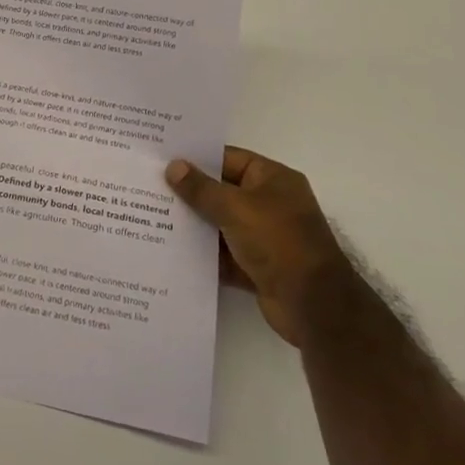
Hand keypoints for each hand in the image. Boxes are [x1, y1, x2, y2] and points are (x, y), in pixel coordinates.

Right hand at [165, 148, 346, 345]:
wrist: (314, 306)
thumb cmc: (278, 242)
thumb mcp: (236, 208)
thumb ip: (202, 189)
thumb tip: (173, 167)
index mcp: (273, 179)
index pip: (228, 159)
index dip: (197, 158)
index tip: (162, 157)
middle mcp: (270, 204)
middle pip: (222, 191)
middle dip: (190, 192)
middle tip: (150, 186)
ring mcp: (264, 237)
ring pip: (220, 224)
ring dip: (194, 224)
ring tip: (153, 216)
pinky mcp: (257, 266)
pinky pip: (223, 254)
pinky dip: (203, 254)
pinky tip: (171, 250)